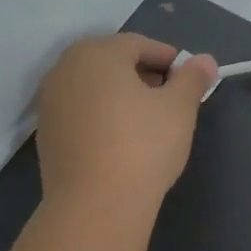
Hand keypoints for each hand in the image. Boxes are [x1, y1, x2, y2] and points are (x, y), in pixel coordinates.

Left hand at [36, 34, 218, 213]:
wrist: (94, 206)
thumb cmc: (142, 146)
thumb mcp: (179, 108)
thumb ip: (192, 78)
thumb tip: (204, 60)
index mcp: (97, 53)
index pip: (139, 44)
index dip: (168, 59)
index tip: (189, 80)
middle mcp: (65, 68)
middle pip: (112, 62)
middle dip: (143, 75)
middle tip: (170, 99)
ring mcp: (50, 102)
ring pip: (93, 88)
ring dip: (120, 96)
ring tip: (147, 122)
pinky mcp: (46, 133)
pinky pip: (80, 112)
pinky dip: (101, 117)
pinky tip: (119, 141)